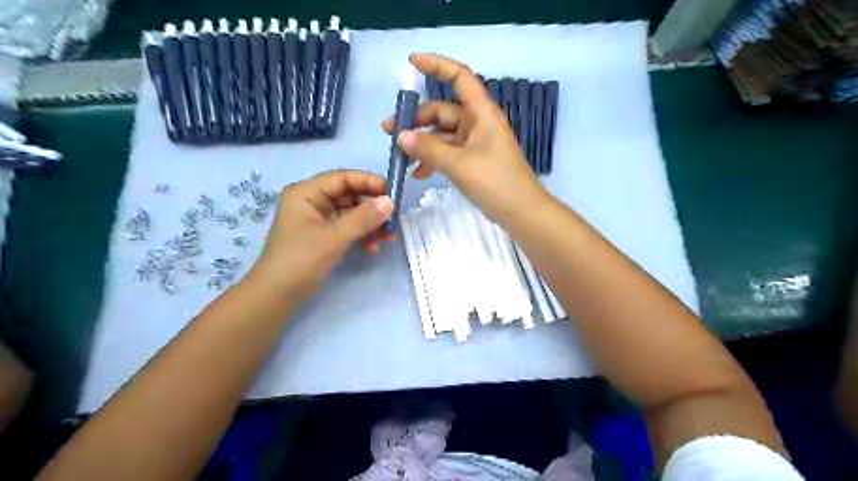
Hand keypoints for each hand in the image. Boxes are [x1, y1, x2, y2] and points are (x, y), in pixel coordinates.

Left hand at [249, 170, 394, 297]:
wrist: (276, 296)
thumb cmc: (300, 261)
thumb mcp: (334, 238)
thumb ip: (363, 218)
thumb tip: (390, 202)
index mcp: (306, 193)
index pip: (342, 178)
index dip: (368, 182)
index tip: (393, 192)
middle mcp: (311, 201)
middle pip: (349, 195)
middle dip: (372, 207)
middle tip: (393, 219)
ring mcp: (317, 219)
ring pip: (351, 213)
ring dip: (370, 224)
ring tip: (388, 237)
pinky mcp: (323, 235)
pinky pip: (347, 228)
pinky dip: (361, 235)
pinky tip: (373, 248)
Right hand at [381, 52, 549, 224]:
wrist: (520, 211)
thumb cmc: (495, 181)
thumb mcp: (459, 164)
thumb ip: (429, 148)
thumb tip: (401, 136)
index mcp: (481, 113)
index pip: (459, 77)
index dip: (437, 65)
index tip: (411, 63)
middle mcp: (477, 123)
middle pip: (442, 110)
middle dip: (416, 120)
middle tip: (389, 132)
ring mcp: (474, 143)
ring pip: (442, 134)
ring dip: (421, 143)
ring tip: (400, 157)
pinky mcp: (472, 160)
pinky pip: (447, 152)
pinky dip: (432, 159)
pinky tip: (417, 173)